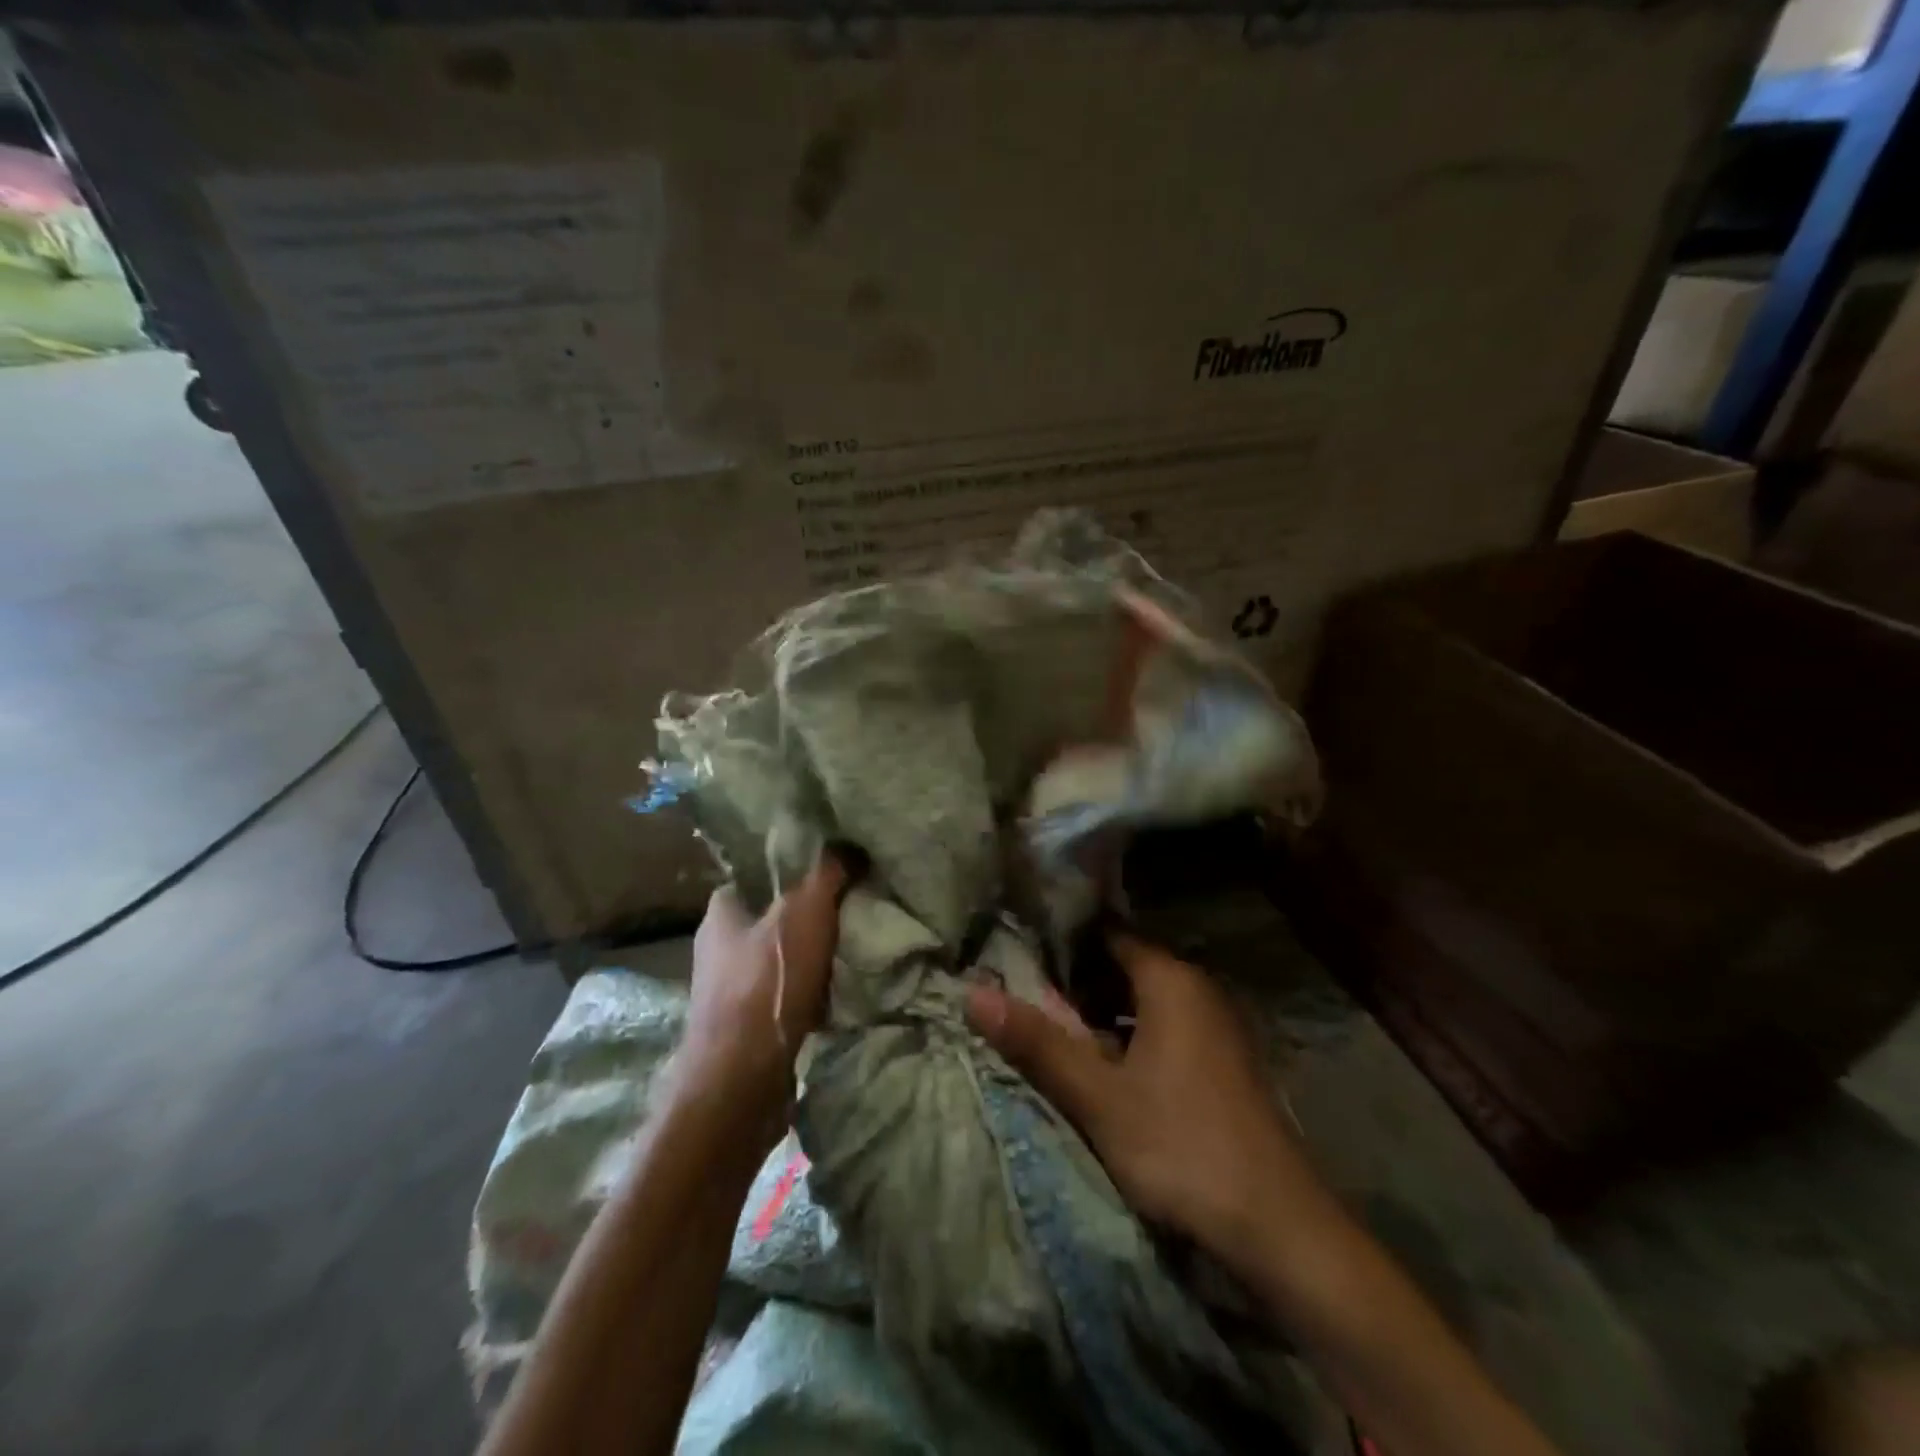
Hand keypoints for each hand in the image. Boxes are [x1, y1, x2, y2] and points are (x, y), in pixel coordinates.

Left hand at [677, 852, 851, 1137]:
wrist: (742, 1080)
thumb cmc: (769, 982)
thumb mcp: (807, 911)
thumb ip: (827, 873)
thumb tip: (849, 846)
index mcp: (721, 912)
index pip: (755, 876)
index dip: (789, 871)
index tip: (826, 872)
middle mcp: (717, 948)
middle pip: (770, 918)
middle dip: (806, 917)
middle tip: (847, 910)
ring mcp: (727, 991)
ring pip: (778, 959)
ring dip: (810, 958)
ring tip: (848, 952)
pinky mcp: (743, 1027)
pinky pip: (782, 996)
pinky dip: (807, 995)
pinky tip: (834, 997)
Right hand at [965, 932, 1315, 1259]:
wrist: (1279, 1229)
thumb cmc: (1181, 1145)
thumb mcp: (1098, 1096)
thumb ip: (1036, 1042)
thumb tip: (972, 993)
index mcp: (1171, 980)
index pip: (1108, 934)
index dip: (1064, 939)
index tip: (1019, 948)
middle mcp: (1198, 991)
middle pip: (1125, 967)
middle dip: (1077, 980)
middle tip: (1024, 992)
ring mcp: (1216, 1028)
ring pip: (1145, 1003)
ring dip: (1102, 1014)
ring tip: (1052, 1028)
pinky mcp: (1224, 1065)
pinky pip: (1165, 1030)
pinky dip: (1130, 1038)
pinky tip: (1104, 1067)